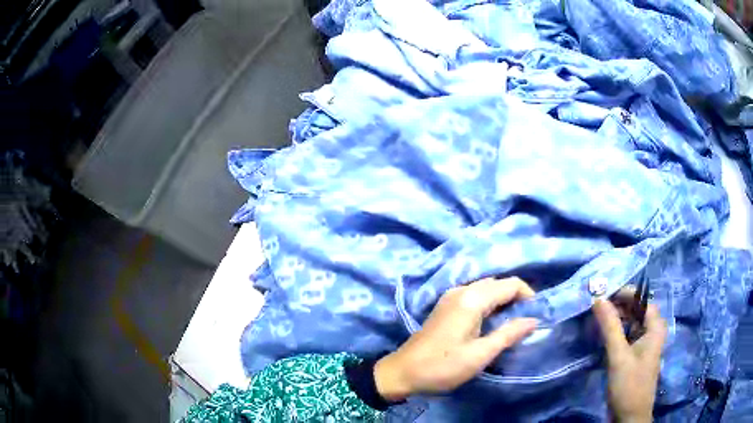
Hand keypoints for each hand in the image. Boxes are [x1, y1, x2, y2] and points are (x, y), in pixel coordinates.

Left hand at [374, 277, 537, 400]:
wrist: (402, 372)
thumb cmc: (443, 366)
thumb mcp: (480, 355)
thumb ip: (509, 334)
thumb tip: (534, 319)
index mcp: (472, 299)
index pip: (510, 284)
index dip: (528, 295)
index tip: (536, 314)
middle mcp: (461, 290)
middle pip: (497, 283)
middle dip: (515, 297)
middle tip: (525, 320)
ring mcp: (450, 297)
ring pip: (485, 288)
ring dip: (502, 300)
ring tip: (512, 322)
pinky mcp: (445, 306)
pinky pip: (473, 296)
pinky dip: (488, 303)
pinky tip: (491, 321)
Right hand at [593, 296, 666, 422]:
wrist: (629, 417)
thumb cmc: (628, 385)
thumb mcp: (618, 356)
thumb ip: (610, 326)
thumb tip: (598, 299)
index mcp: (655, 327)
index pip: (642, 299)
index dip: (624, 293)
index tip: (603, 293)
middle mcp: (654, 331)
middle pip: (637, 310)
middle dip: (619, 305)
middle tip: (598, 306)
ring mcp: (646, 344)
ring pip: (632, 323)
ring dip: (617, 319)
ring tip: (598, 319)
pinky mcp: (637, 355)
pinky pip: (629, 335)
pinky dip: (617, 332)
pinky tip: (605, 336)